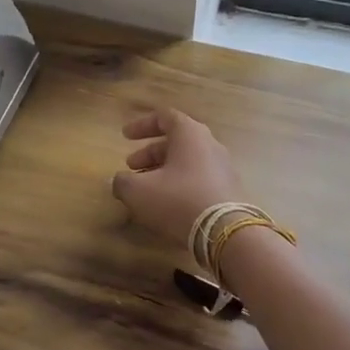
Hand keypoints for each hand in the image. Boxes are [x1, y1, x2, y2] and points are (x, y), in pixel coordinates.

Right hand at [111, 109, 245, 248]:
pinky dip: (179, 185)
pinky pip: (199, 179)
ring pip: (187, 162)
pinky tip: (167, 204)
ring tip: (145, 188)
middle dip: (150, 153)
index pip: (164, 117)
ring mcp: (223, 168)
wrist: (226, 232)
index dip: (141, 125)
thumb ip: (122, 182)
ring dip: (163, 171)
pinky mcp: (229, 190)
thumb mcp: (138, 191)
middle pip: (176, 141)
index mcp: (189, 134)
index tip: (124, 136)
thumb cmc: (178, 200)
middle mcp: (209, 145)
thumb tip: (119, 181)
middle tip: (131, 166)